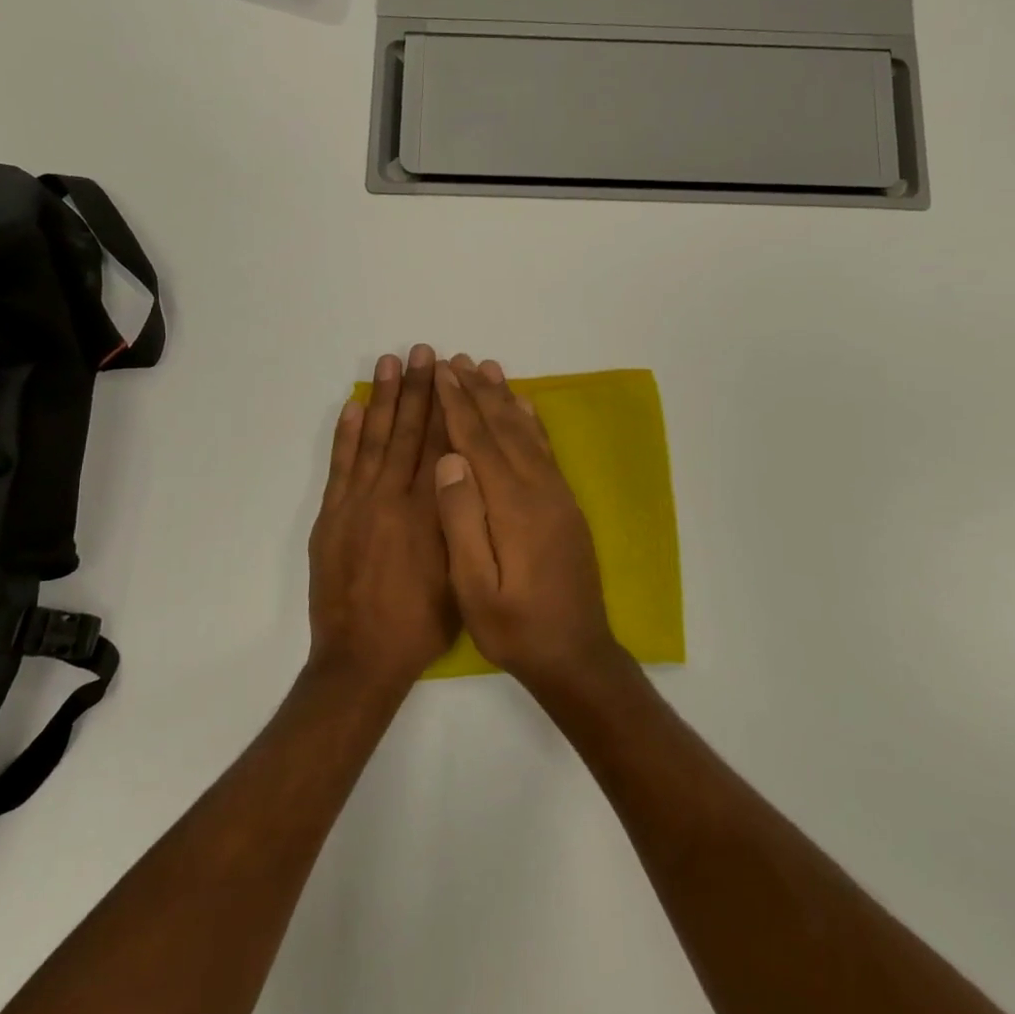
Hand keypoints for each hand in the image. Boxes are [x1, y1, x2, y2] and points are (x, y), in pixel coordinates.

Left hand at [307, 345, 459, 691]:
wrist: (363, 658)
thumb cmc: (422, 622)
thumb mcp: (460, 573)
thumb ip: (462, 520)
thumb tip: (466, 475)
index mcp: (431, 510)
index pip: (442, 444)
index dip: (448, 404)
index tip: (453, 372)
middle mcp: (395, 497)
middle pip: (409, 431)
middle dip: (418, 388)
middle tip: (423, 350)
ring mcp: (358, 504)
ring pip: (375, 440)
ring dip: (383, 399)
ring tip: (389, 363)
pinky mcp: (332, 517)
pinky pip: (340, 466)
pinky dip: (346, 435)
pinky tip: (354, 407)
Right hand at [431, 355, 623, 689]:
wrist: (575, 653)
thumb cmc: (515, 627)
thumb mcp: (475, 587)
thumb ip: (462, 521)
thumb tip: (448, 460)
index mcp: (512, 506)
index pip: (477, 442)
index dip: (456, 405)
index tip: (439, 373)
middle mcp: (539, 489)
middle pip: (503, 428)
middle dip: (476, 392)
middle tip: (454, 359)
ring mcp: (557, 495)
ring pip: (526, 432)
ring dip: (504, 398)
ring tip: (486, 368)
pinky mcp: (566, 504)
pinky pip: (546, 450)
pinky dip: (531, 422)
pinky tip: (524, 408)